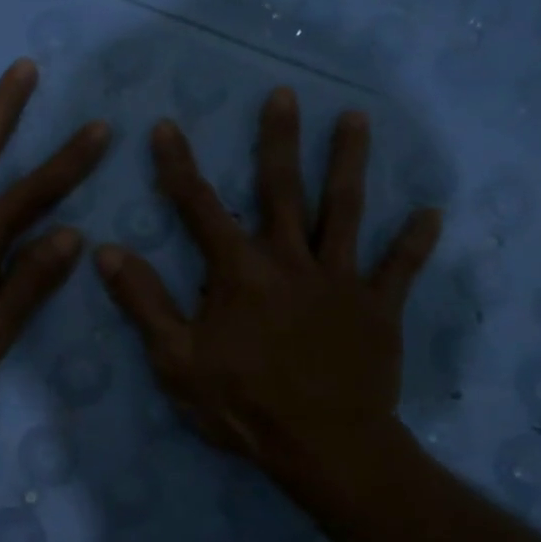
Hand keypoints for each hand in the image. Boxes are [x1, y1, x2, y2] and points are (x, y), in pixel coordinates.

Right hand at [94, 88, 440, 492]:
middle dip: (279, 140)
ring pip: (344, 211)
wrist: (325, 447)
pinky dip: (415, 242)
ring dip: (350, 163)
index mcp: (240, 272)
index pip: (200, 208)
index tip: (166, 127)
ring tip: (356, 118)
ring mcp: (340, 280)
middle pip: (283, 190)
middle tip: (284, 94)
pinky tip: (433, 213)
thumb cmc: (243, 405)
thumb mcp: (176, 360)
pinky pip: (400, 269)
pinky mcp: (378, 307)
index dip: (179, 167)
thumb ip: (144, 302)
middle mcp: (291, 261)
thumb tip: (107, 251)